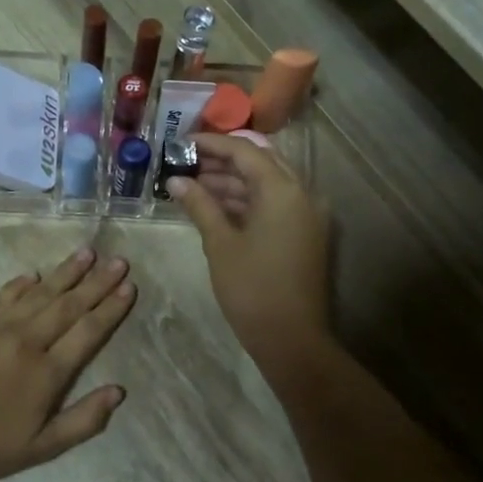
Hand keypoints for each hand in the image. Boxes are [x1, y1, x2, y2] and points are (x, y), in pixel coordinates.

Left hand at [0, 248, 135, 481]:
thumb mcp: (41, 448)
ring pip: (39, 294)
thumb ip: (83, 420)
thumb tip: (119, 391)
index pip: (88, 331)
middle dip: (97, 282)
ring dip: (65, 273)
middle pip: (68, 305)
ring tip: (87, 253)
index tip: (129, 286)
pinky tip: (33, 274)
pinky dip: (20, 284)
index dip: (111, 308)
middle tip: (119, 260)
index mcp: (47, 373)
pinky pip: (2, 296)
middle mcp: (26, 342)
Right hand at [166, 134, 330, 361]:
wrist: (292, 339)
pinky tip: (214, 205)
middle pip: (259, 162)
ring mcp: (307, 214)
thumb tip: (176, 181)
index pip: (245, 151)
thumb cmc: (252, 289)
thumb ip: (200, 205)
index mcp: (283, 190)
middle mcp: (302, 193)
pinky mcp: (304, 233)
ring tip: (191, 184)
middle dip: (221, 161)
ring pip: (266, 184)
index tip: (181, 142)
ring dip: (232, 182)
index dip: (212, 143)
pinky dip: (246, 201)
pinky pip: (274, 204)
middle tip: (185, 162)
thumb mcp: (220, 244)